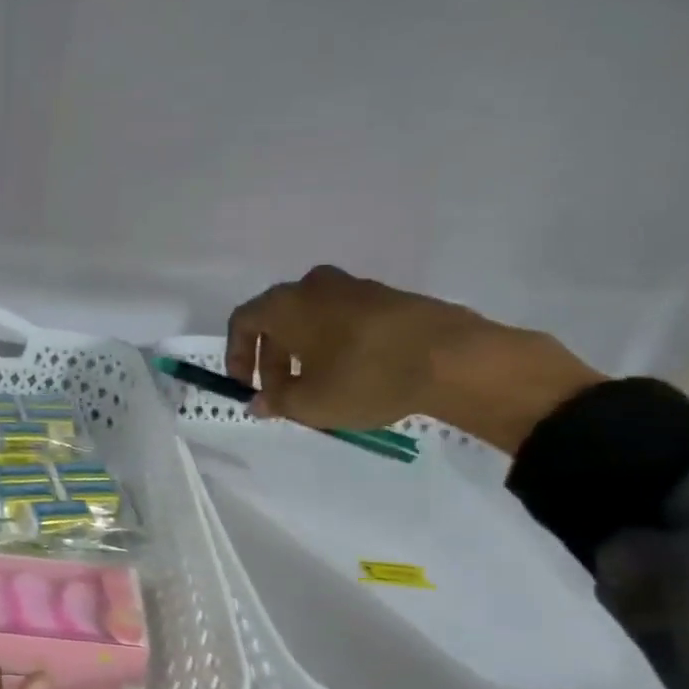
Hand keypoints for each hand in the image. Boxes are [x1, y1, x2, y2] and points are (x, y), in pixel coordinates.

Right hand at [226, 265, 602, 453]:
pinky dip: (336, 343)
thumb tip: (258, 401)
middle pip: (277, 319)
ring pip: (313, 318)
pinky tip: (354, 374)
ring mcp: (354, 287)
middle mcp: (313, 286)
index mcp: (286, 304)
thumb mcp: (310, 403)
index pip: (243, 321)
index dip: (236, 355)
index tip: (246, 386)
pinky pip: (345, 319)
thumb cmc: (364, 377)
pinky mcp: (388, 297)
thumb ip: (276, 402)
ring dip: (305, 352)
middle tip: (283, 395)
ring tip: (319, 387)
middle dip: (273, 359)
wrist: (453, 358)